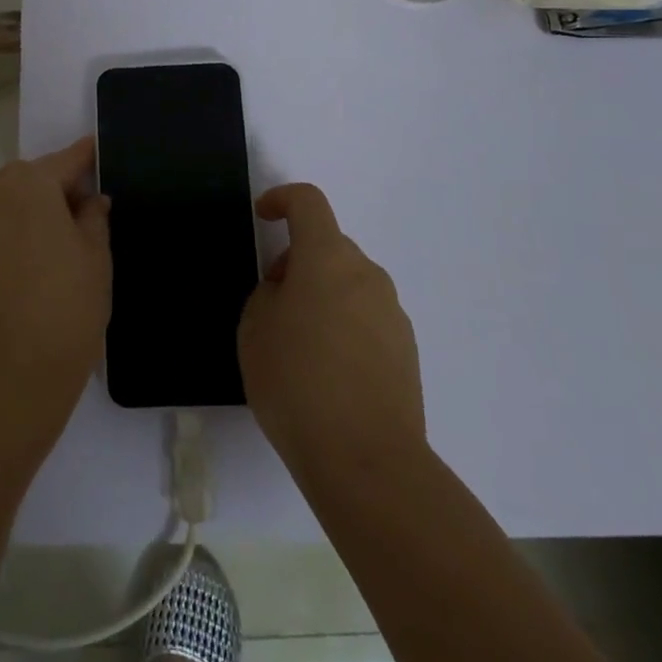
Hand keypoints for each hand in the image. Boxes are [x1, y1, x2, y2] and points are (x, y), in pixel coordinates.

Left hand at [0, 137, 110, 427]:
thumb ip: (94, 215)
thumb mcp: (96, 255)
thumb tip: (90, 199)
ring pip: (9, 201)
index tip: (99, 154)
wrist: (12, 371)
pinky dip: (12, 230)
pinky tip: (32, 260)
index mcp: (30, 183)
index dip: (86, 159)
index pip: (66, 160)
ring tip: (58, 241)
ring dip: (32, 209)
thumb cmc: (67, 304)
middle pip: (32, 177)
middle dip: (57, 187)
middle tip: (85, 213)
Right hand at [239, 184, 425, 481]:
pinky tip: (328, 372)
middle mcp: (367, 274)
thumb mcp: (254, 329)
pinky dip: (344, 325)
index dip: (282, 199)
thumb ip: (269, 294)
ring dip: (323, 295)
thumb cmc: (297, 382)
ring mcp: (392, 313)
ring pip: (349, 283)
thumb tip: (291, 292)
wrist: (366, 461)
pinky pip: (367, 317)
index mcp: (327, 258)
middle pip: (329, 246)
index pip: (308, 202)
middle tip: (273, 302)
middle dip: (298, 261)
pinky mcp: (407, 351)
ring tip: (299, 345)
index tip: (264, 216)